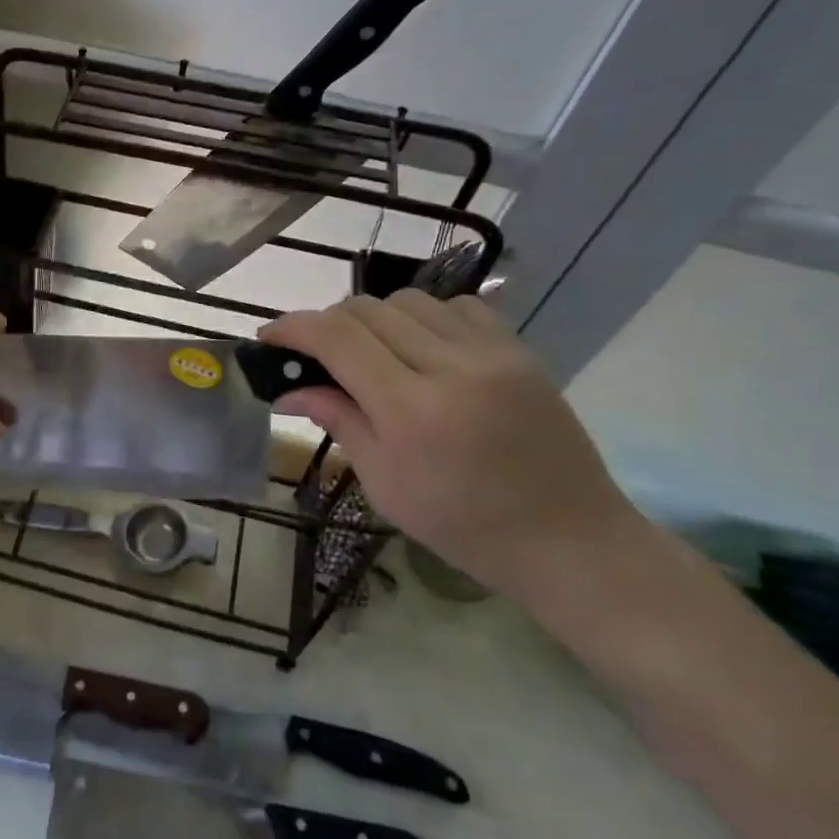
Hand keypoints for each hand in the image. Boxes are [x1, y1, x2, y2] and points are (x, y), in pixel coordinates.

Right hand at [260, 290, 644, 598]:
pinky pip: (457, 306)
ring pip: (409, 300)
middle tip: (315, 353)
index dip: (294, 327)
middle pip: (368, 310)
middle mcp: (452, 367)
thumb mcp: (384, 483)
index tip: (270, 336)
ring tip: (370, 351)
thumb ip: (338, 421)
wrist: (568, 538)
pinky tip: (421, 347)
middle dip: (328, 323)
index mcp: (411, 410)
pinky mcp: (520, 350)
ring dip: (375, 318)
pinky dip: (424, 316)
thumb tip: (288, 390)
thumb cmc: (463, 526)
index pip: (337, 338)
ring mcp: (492, 353)